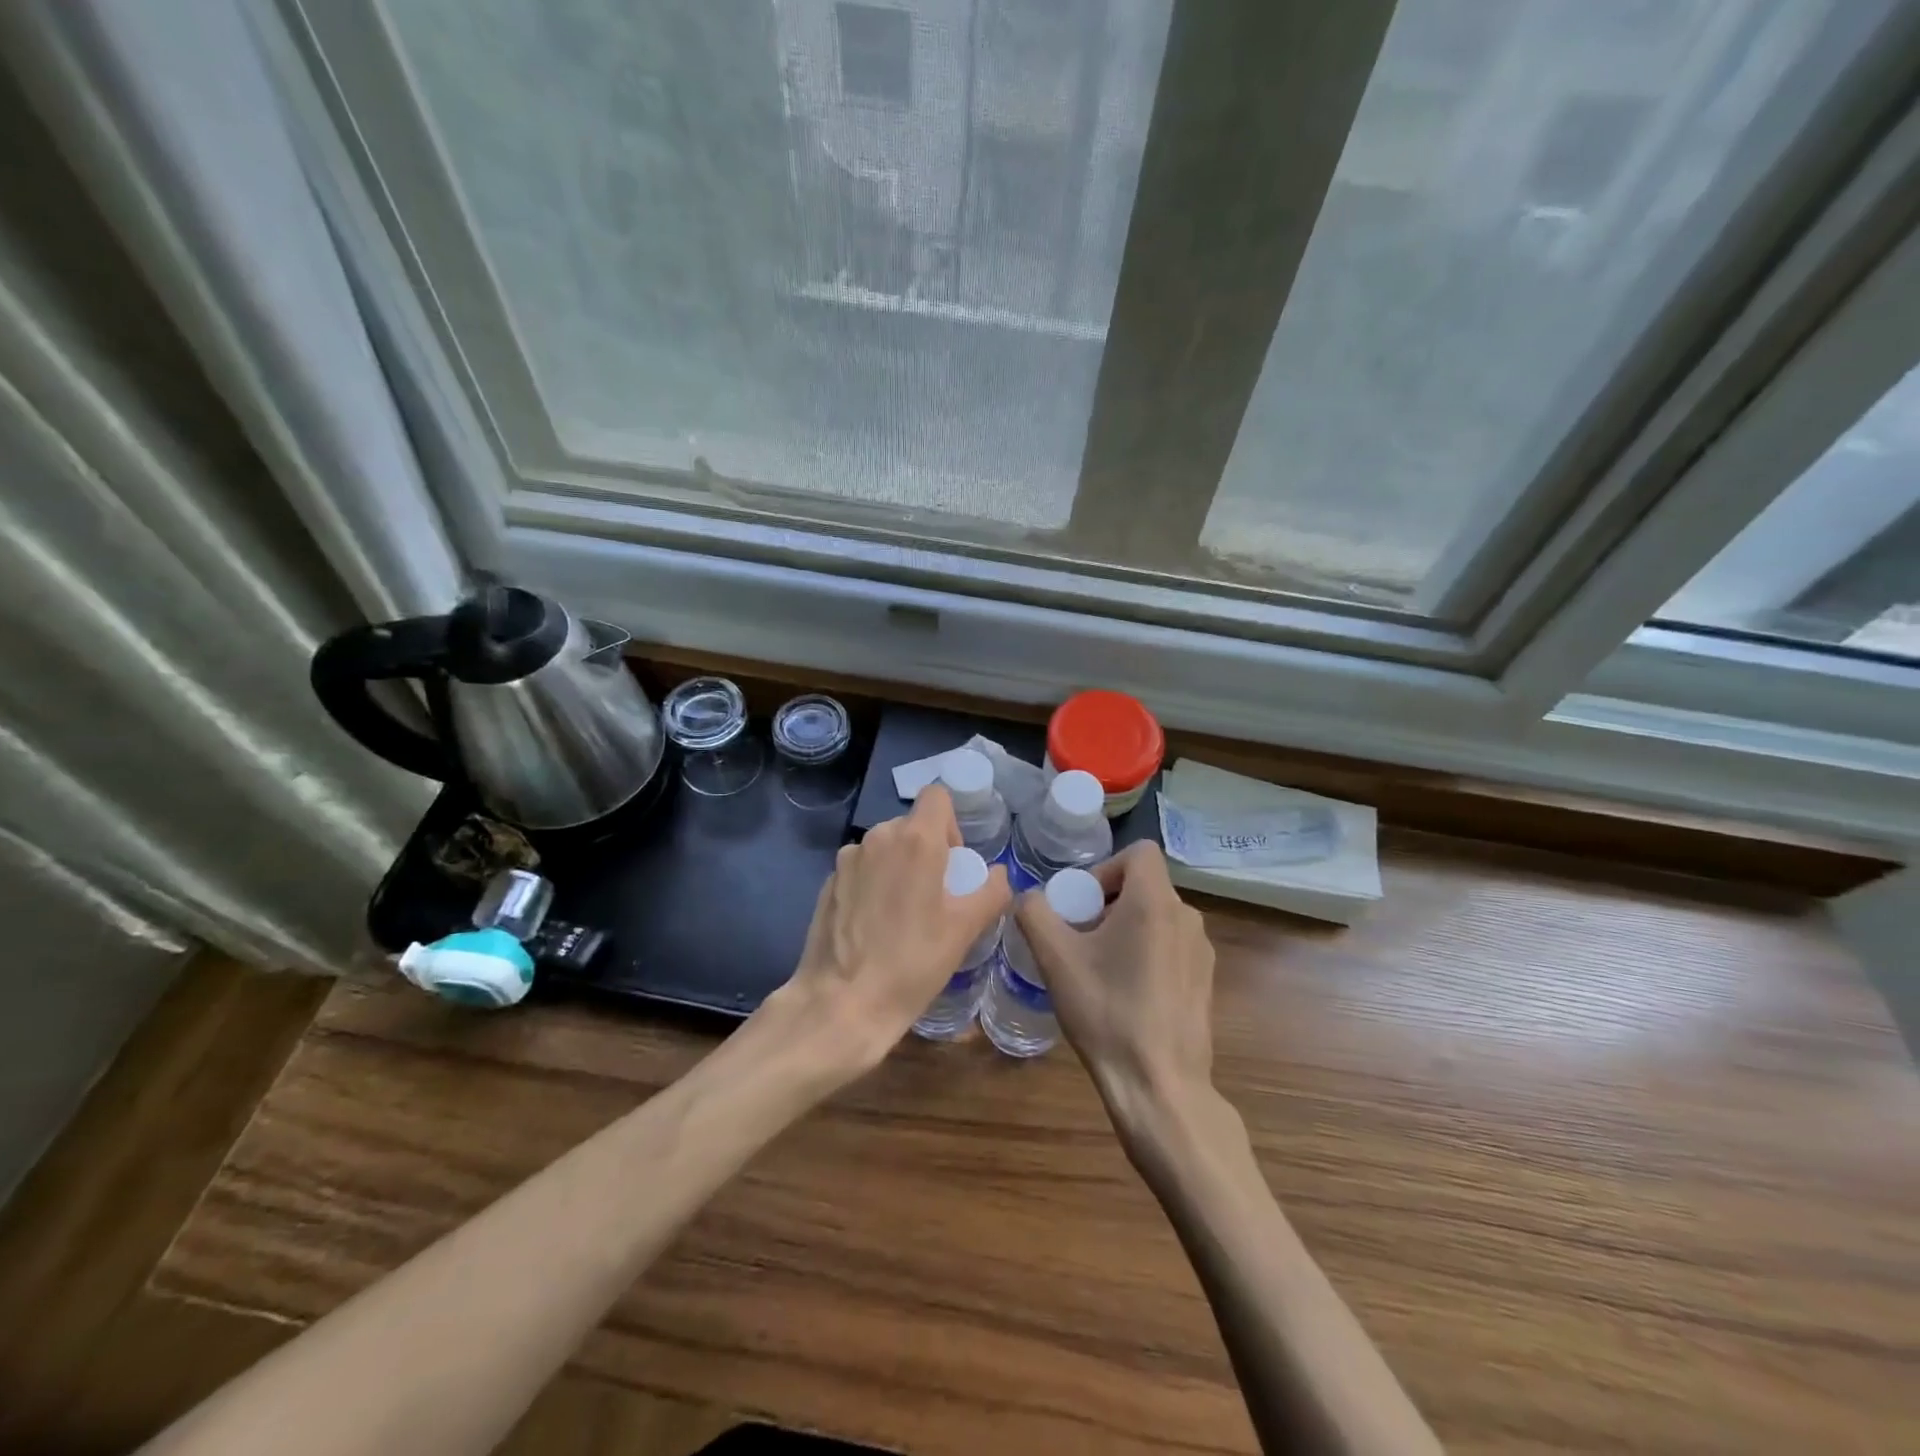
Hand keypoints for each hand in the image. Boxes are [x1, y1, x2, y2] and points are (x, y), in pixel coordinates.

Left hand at [767, 784, 1009, 1077]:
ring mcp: (847, 859)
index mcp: (915, 839)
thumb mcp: (965, 930)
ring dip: (898, 867)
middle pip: (911, 824)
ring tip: (903, 915)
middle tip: (935, 896)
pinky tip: (874, 926)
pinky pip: (861, 869)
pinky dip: (873, 884)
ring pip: (884, 847)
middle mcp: (878, 837)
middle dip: (927, 850)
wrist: (842, 1003)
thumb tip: (999, 874)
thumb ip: (991, 891)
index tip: (954, 862)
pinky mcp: (827, 883)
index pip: (937, 796)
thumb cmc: (912, 962)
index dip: (951, 823)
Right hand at [1015, 842, 1221, 1140]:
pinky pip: (1172, 946)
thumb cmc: (1106, 1011)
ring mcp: (1202, 951)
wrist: (1159, 1085)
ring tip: (1100, 969)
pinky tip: (1127, 995)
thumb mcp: (1055, 959)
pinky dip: (1147, 953)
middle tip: (1081, 938)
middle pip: (1145, 886)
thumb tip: (1030, 898)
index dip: (1106, 867)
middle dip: (1109, 902)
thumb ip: (1034, 913)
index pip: (1139, 851)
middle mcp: (1187, 917)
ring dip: (1126, 929)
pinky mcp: (1206, 981)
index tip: (1083, 903)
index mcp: (1155, 902)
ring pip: (1158, 917)